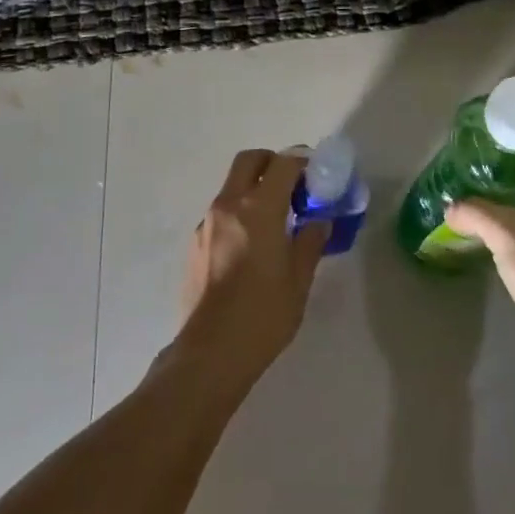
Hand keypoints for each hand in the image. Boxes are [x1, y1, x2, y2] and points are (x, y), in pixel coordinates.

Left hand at [173, 149, 329, 398]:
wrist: (210, 353)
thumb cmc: (263, 315)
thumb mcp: (299, 279)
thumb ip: (310, 241)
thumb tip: (319, 221)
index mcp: (258, 208)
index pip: (283, 164)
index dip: (302, 163)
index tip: (317, 176)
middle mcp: (228, 205)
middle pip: (249, 160)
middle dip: (272, 163)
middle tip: (292, 186)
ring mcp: (206, 223)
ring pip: (232, 186)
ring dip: (253, 189)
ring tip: (274, 222)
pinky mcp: (195, 243)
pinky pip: (221, 213)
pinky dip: (238, 214)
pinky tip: (250, 248)